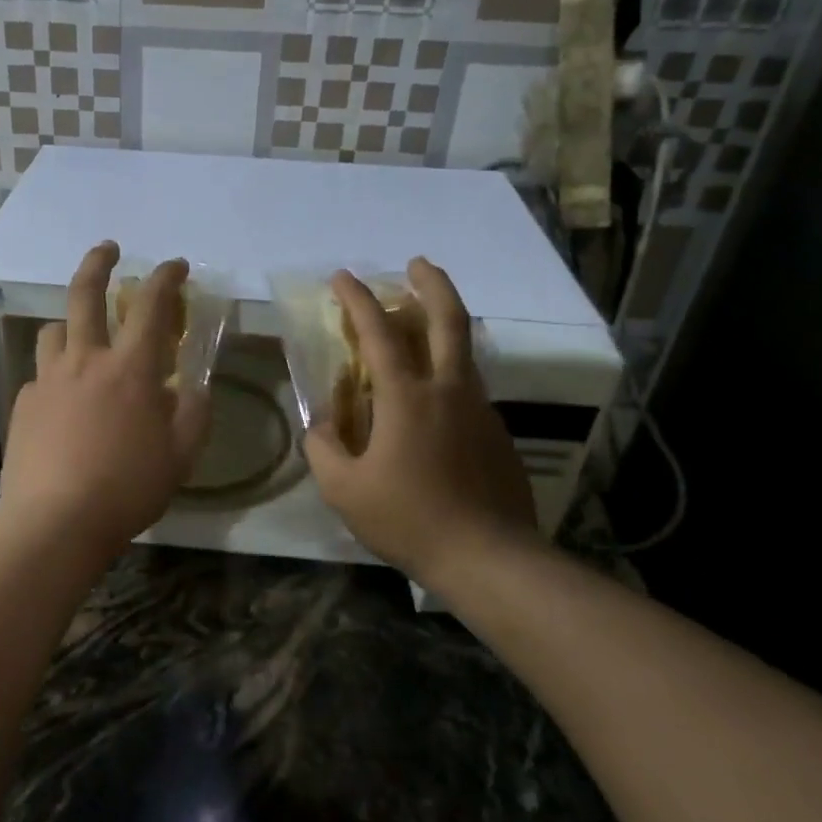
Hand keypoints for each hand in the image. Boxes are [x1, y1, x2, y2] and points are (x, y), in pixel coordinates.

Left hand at [0, 242, 212, 549]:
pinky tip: (62, 402)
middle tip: (108, 248)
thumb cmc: (127, 487)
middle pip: (85, 295)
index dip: (166, 278)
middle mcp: (85, 361)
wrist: (54, 521)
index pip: (152, 306)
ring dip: (70, 323)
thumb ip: (194, 415)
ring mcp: (47, 380)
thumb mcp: (180, 456)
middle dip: (98, 262)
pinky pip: (40, 376)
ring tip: (80, 336)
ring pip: (54, 331)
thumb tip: (195, 388)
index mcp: (130, 369)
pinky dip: (55, 375)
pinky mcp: (24, 405)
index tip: (175, 266)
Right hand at [304, 258, 536, 586]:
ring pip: (463, 350)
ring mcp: (480, 409)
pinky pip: (468, 387)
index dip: (357, 300)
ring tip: (419, 322)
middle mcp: (449, 390)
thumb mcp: (344, 489)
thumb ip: (324, 447)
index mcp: (407, 397)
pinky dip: (448, 371)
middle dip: (432, 283)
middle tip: (417, 263)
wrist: (489, 558)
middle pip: (448, 319)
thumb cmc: (409, 519)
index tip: (342, 277)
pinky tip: (432, 398)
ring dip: (442, 324)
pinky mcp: (497, 432)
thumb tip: (324, 423)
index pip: (379, 333)